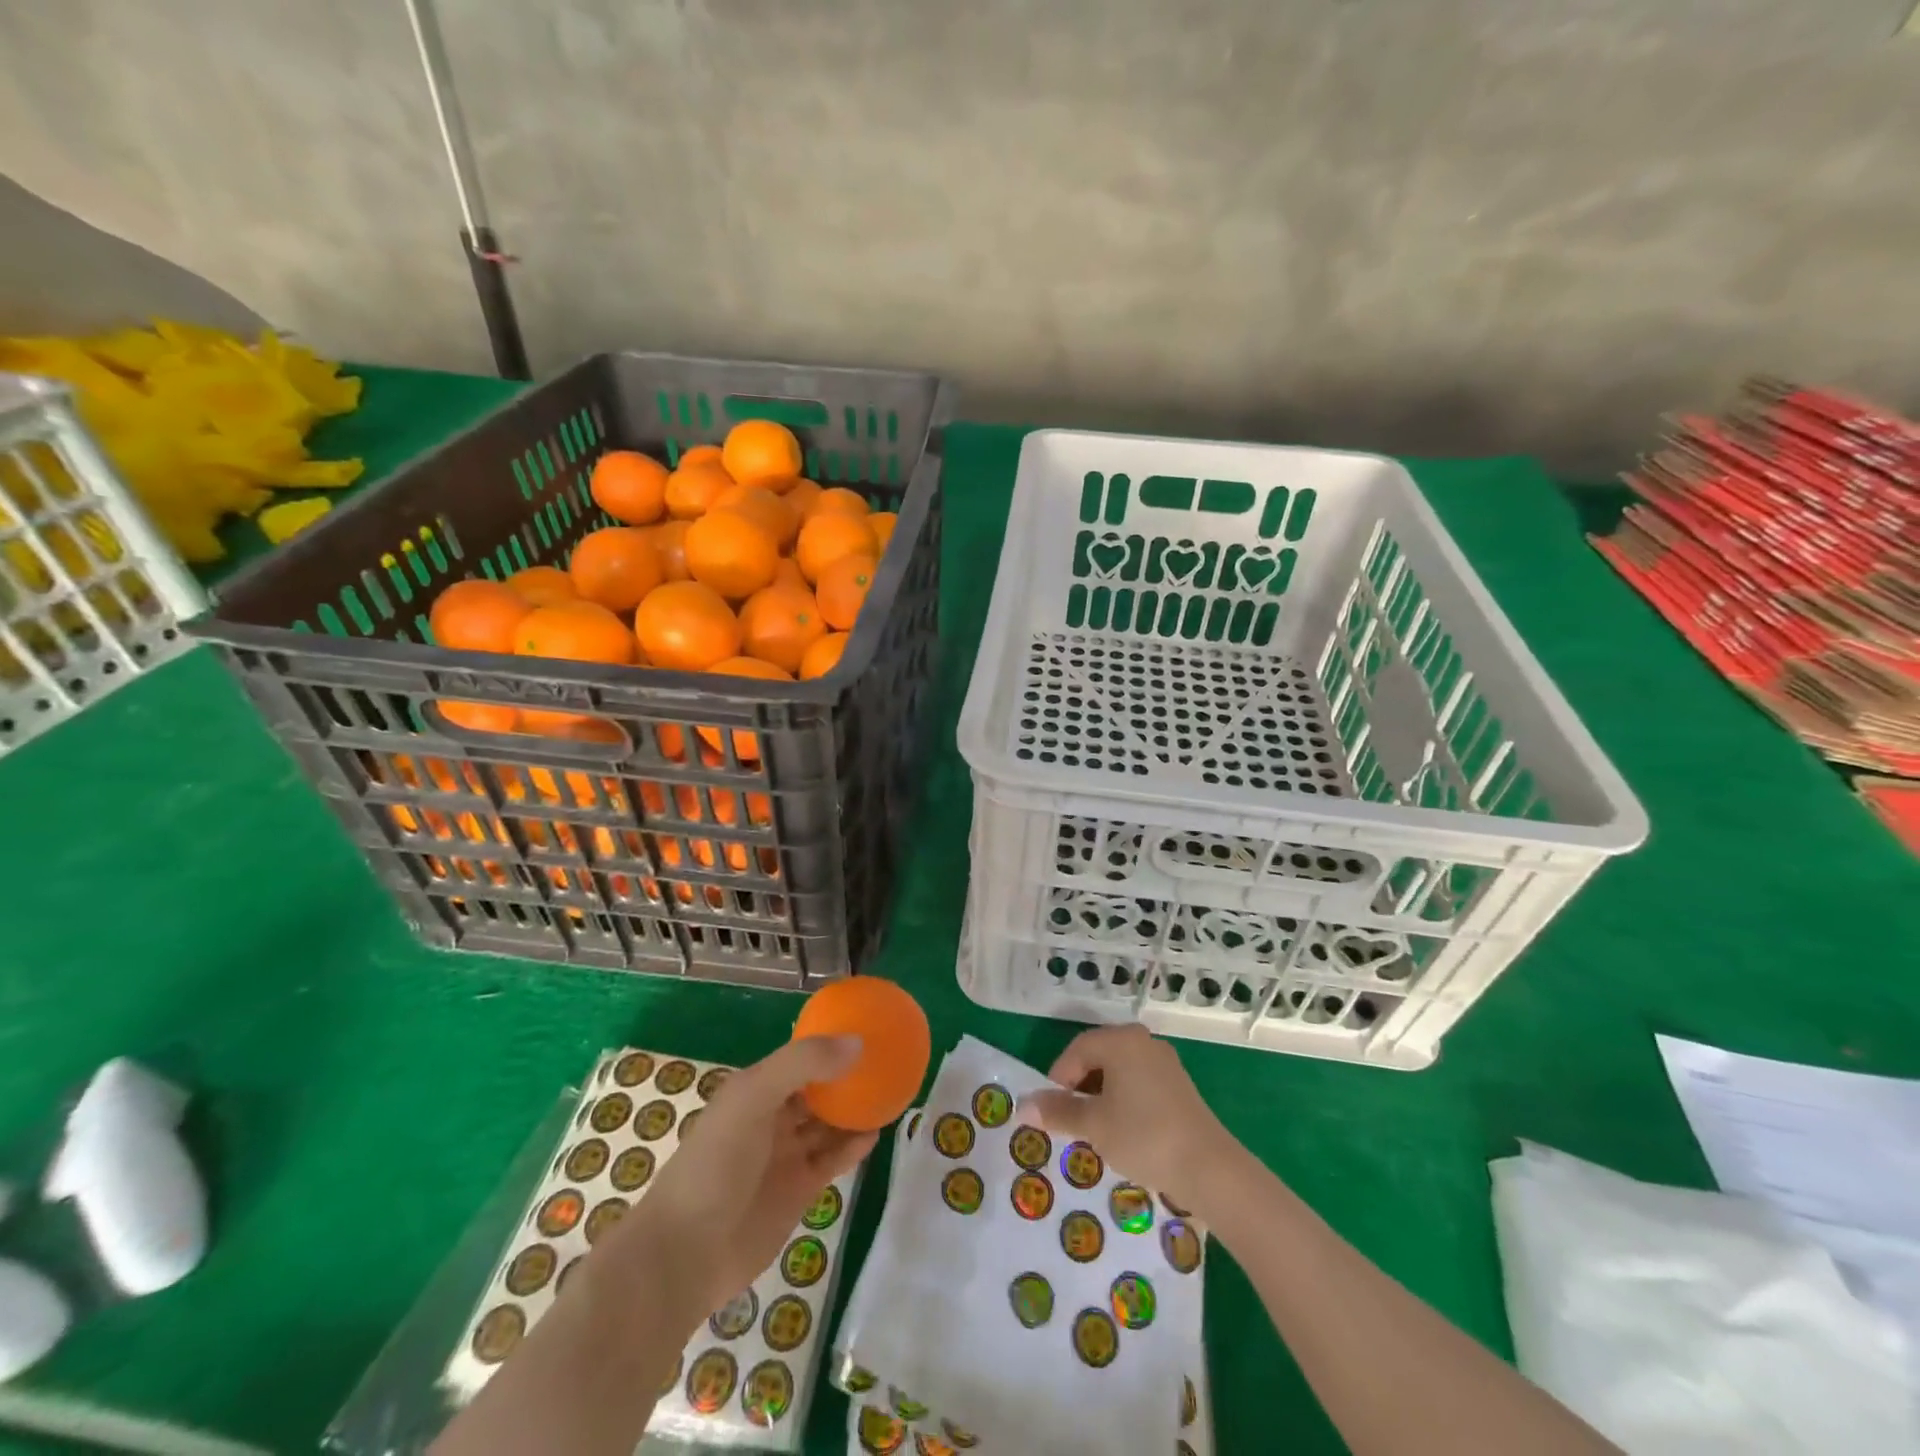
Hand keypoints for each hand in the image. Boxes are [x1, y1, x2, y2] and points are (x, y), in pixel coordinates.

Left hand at [617, 1036, 876, 1324]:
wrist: (686, 1253)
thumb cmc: (715, 1163)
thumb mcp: (753, 1097)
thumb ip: (803, 1064)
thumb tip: (857, 1043)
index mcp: (755, 1089)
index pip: (798, 1058)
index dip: (828, 1044)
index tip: (866, 1029)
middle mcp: (772, 1117)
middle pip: (817, 1090)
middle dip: (846, 1076)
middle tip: (887, 1060)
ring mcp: (785, 1155)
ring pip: (828, 1124)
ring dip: (854, 1109)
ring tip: (891, 1092)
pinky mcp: (799, 1191)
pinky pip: (833, 1160)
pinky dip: (854, 1146)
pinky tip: (876, 1133)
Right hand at [1021, 1025, 1240, 1214]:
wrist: (1209, 1168)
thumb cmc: (1143, 1136)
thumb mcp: (1093, 1125)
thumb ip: (1058, 1111)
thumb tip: (1023, 1106)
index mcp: (1120, 1040)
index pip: (1076, 1050)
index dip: (1058, 1080)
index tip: (1052, 1112)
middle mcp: (1143, 1041)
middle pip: (1097, 1057)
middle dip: (1079, 1088)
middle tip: (1071, 1121)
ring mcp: (1164, 1062)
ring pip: (1118, 1073)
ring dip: (1101, 1097)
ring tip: (1096, 1130)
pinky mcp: (1179, 1086)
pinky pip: (1139, 1084)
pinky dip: (1124, 1102)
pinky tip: (1124, 1132)